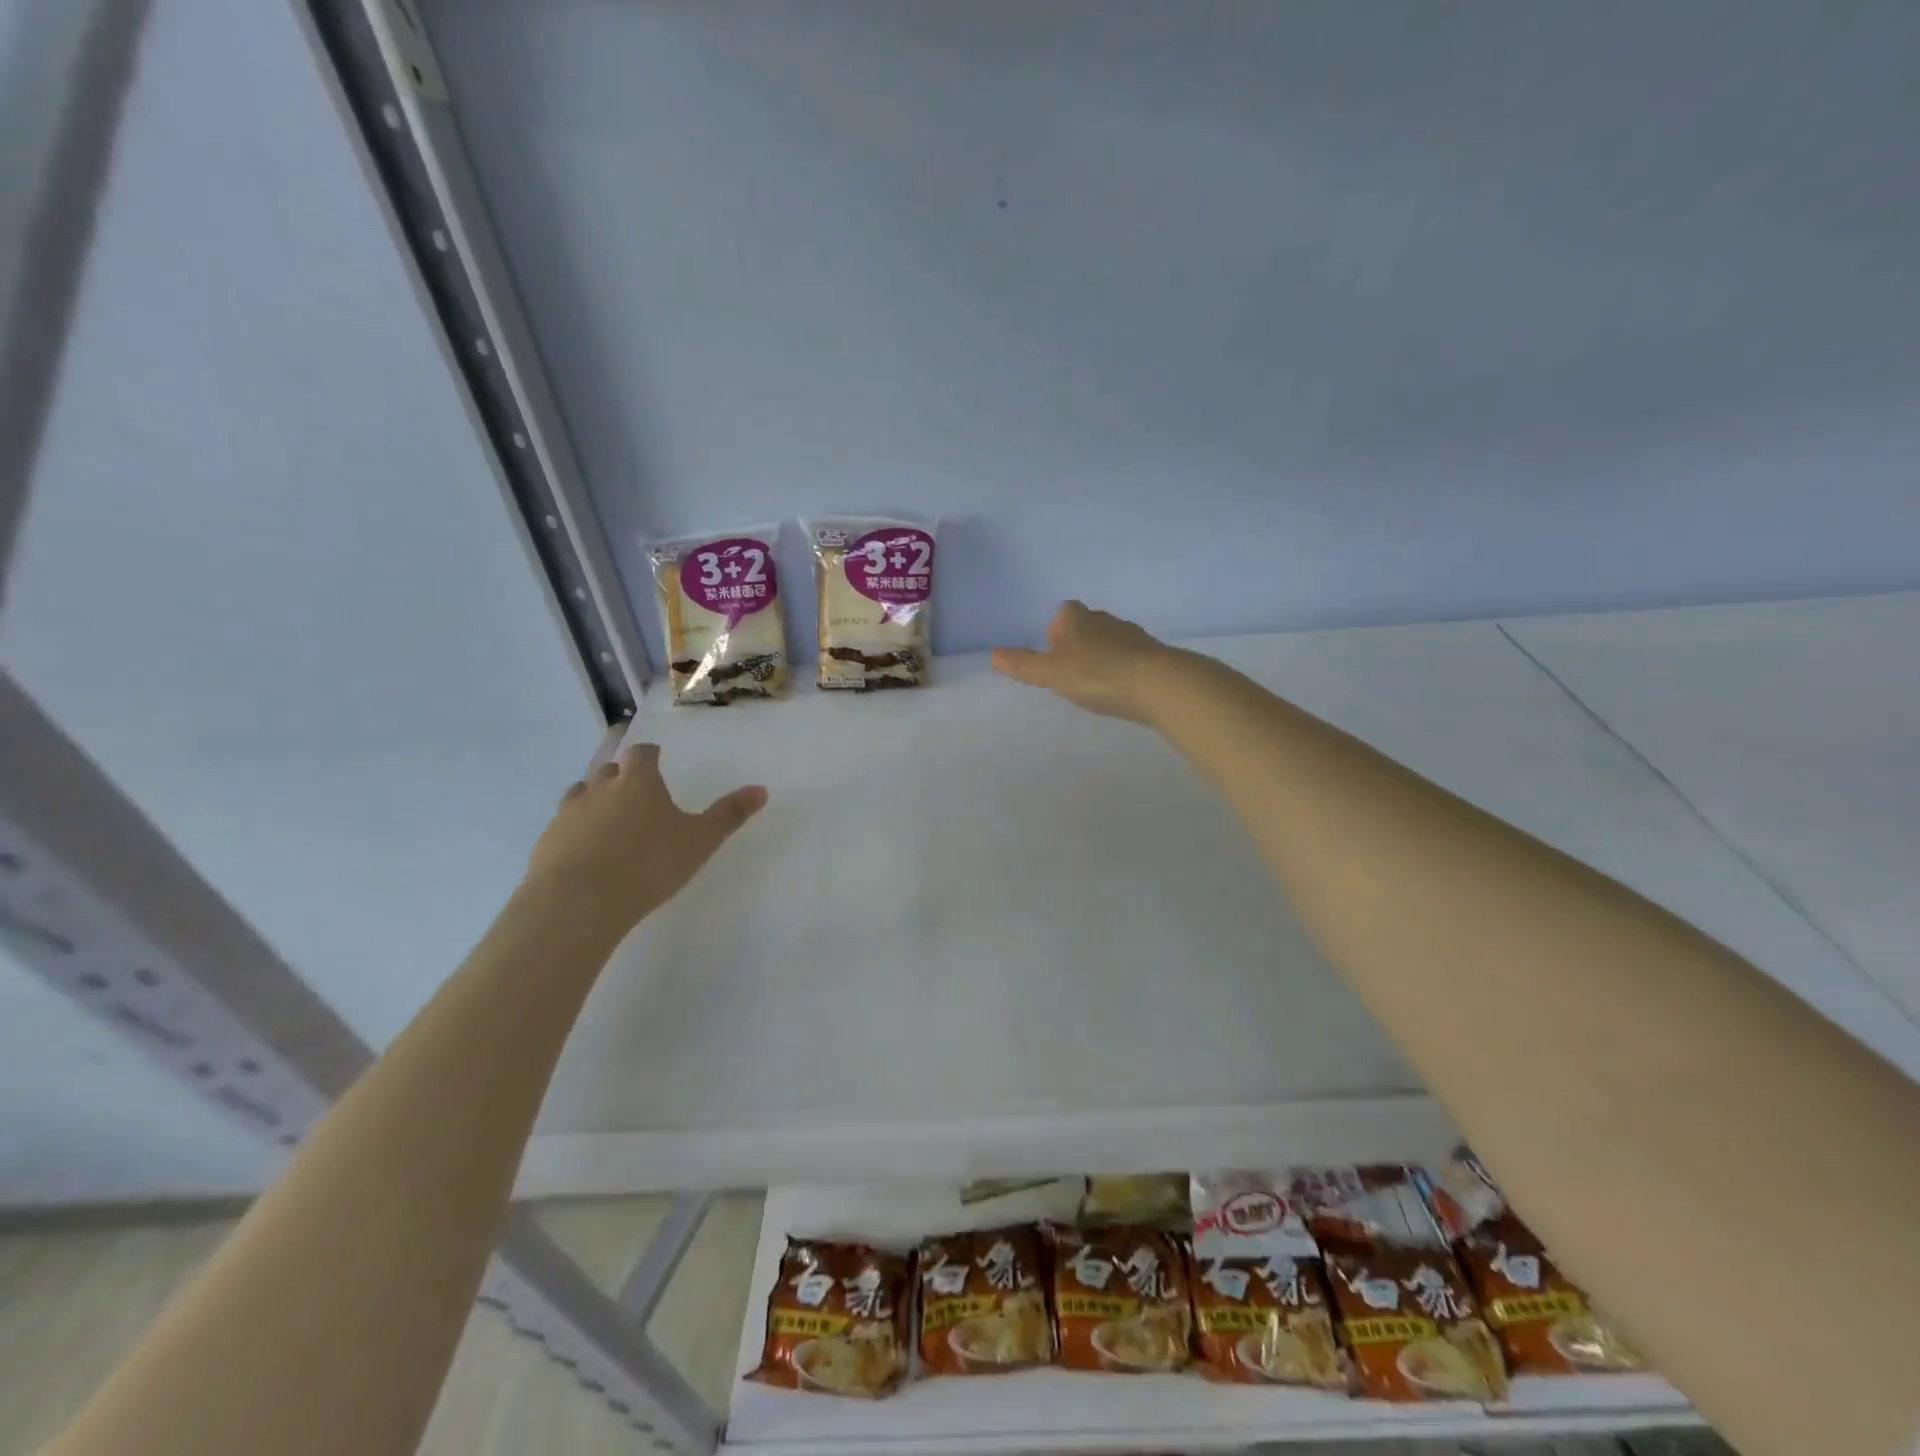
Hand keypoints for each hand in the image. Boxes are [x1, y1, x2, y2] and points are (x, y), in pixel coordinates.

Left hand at [524, 744, 766, 933]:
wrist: (579, 902)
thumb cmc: (649, 864)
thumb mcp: (700, 841)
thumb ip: (729, 815)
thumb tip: (762, 789)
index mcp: (638, 782)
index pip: (642, 754)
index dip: (650, 755)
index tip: (656, 759)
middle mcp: (600, 789)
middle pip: (609, 770)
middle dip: (622, 776)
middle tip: (636, 792)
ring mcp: (569, 814)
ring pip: (581, 794)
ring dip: (595, 799)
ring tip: (608, 819)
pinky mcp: (547, 842)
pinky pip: (563, 826)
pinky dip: (576, 830)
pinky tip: (586, 852)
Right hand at [990, 601, 1178, 722]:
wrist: (1157, 684)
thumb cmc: (1096, 674)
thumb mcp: (1051, 673)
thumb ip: (1022, 664)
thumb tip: (992, 654)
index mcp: (1077, 618)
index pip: (1063, 613)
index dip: (1055, 630)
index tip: (1053, 654)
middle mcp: (1105, 619)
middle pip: (1086, 625)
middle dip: (1078, 643)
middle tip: (1070, 671)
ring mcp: (1132, 635)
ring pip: (1110, 641)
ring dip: (1101, 656)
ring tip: (1095, 682)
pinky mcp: (1152, 654)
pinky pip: (1130, 657)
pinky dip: (1123, 668)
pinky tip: (1121, 688)